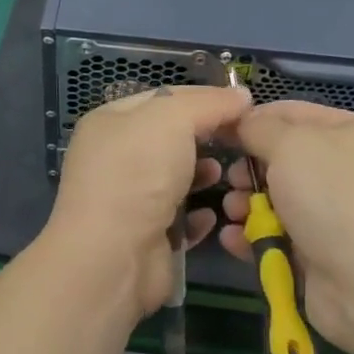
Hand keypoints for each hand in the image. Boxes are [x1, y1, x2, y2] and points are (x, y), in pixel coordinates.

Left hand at [41, 84, 251, 324]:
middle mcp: (116, 157)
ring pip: (177, 178)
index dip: (203, 98)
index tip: (242, 104)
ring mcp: (129, 199)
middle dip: (206, 137)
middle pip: (171, 138)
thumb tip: (241, 95)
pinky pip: (179, 219)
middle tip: (240, 139)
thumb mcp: (172, 119)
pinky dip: (197, 215)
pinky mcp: (145, 237)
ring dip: (203, 175)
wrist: (113, 257)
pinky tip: (212, 215)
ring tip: (223, 175)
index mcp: (111, 121)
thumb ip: (208, 103)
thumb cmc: (138, 172)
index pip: (163, 97)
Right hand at [220, 100, 353, 353]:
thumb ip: (259, 128)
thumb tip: (242, 123)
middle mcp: (340, 167)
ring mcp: (330, 212)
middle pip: (279, 157)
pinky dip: (252, 236)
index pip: (289, 112)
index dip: (252, 119)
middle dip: (248, 168)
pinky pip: (275, 234)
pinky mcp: (316, 251)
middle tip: (231, 180)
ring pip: (274, 198)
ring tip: (232, 212)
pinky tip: (232, 239)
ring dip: (244, 203)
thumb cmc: (332, 198)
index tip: (218, 132)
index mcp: (346, 131)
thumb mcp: (290, 145)